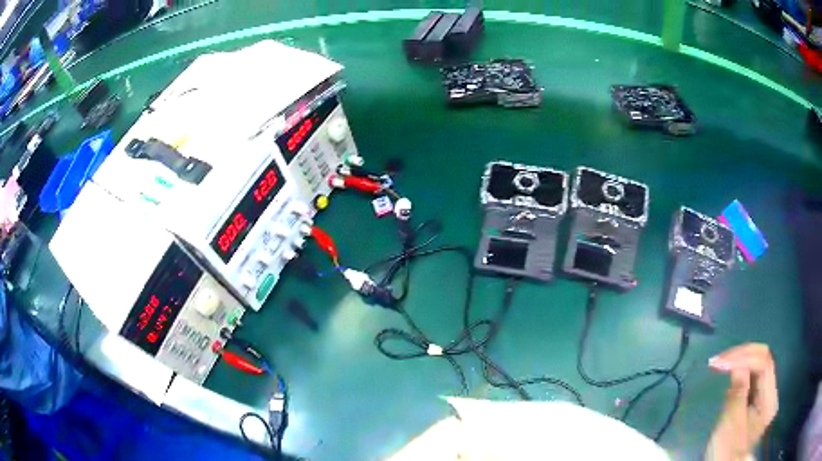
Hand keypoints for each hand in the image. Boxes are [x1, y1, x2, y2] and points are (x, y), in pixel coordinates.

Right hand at [706, 343, 778, 460]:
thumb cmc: (727, 449)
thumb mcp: (732, 422)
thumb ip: (738, 391)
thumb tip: (737, 363)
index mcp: (769, 399)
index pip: (764, 364)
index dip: (745, 357)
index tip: (721, 362)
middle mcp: (771, 392)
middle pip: (764, 360)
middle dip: (743, 355)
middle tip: (719, 360)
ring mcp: (765, 395)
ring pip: (758, 365)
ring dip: (741, 360)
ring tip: (721, 363)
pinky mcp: (756, 398)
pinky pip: (752, 376)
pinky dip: (740, 369)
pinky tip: (728, 371)